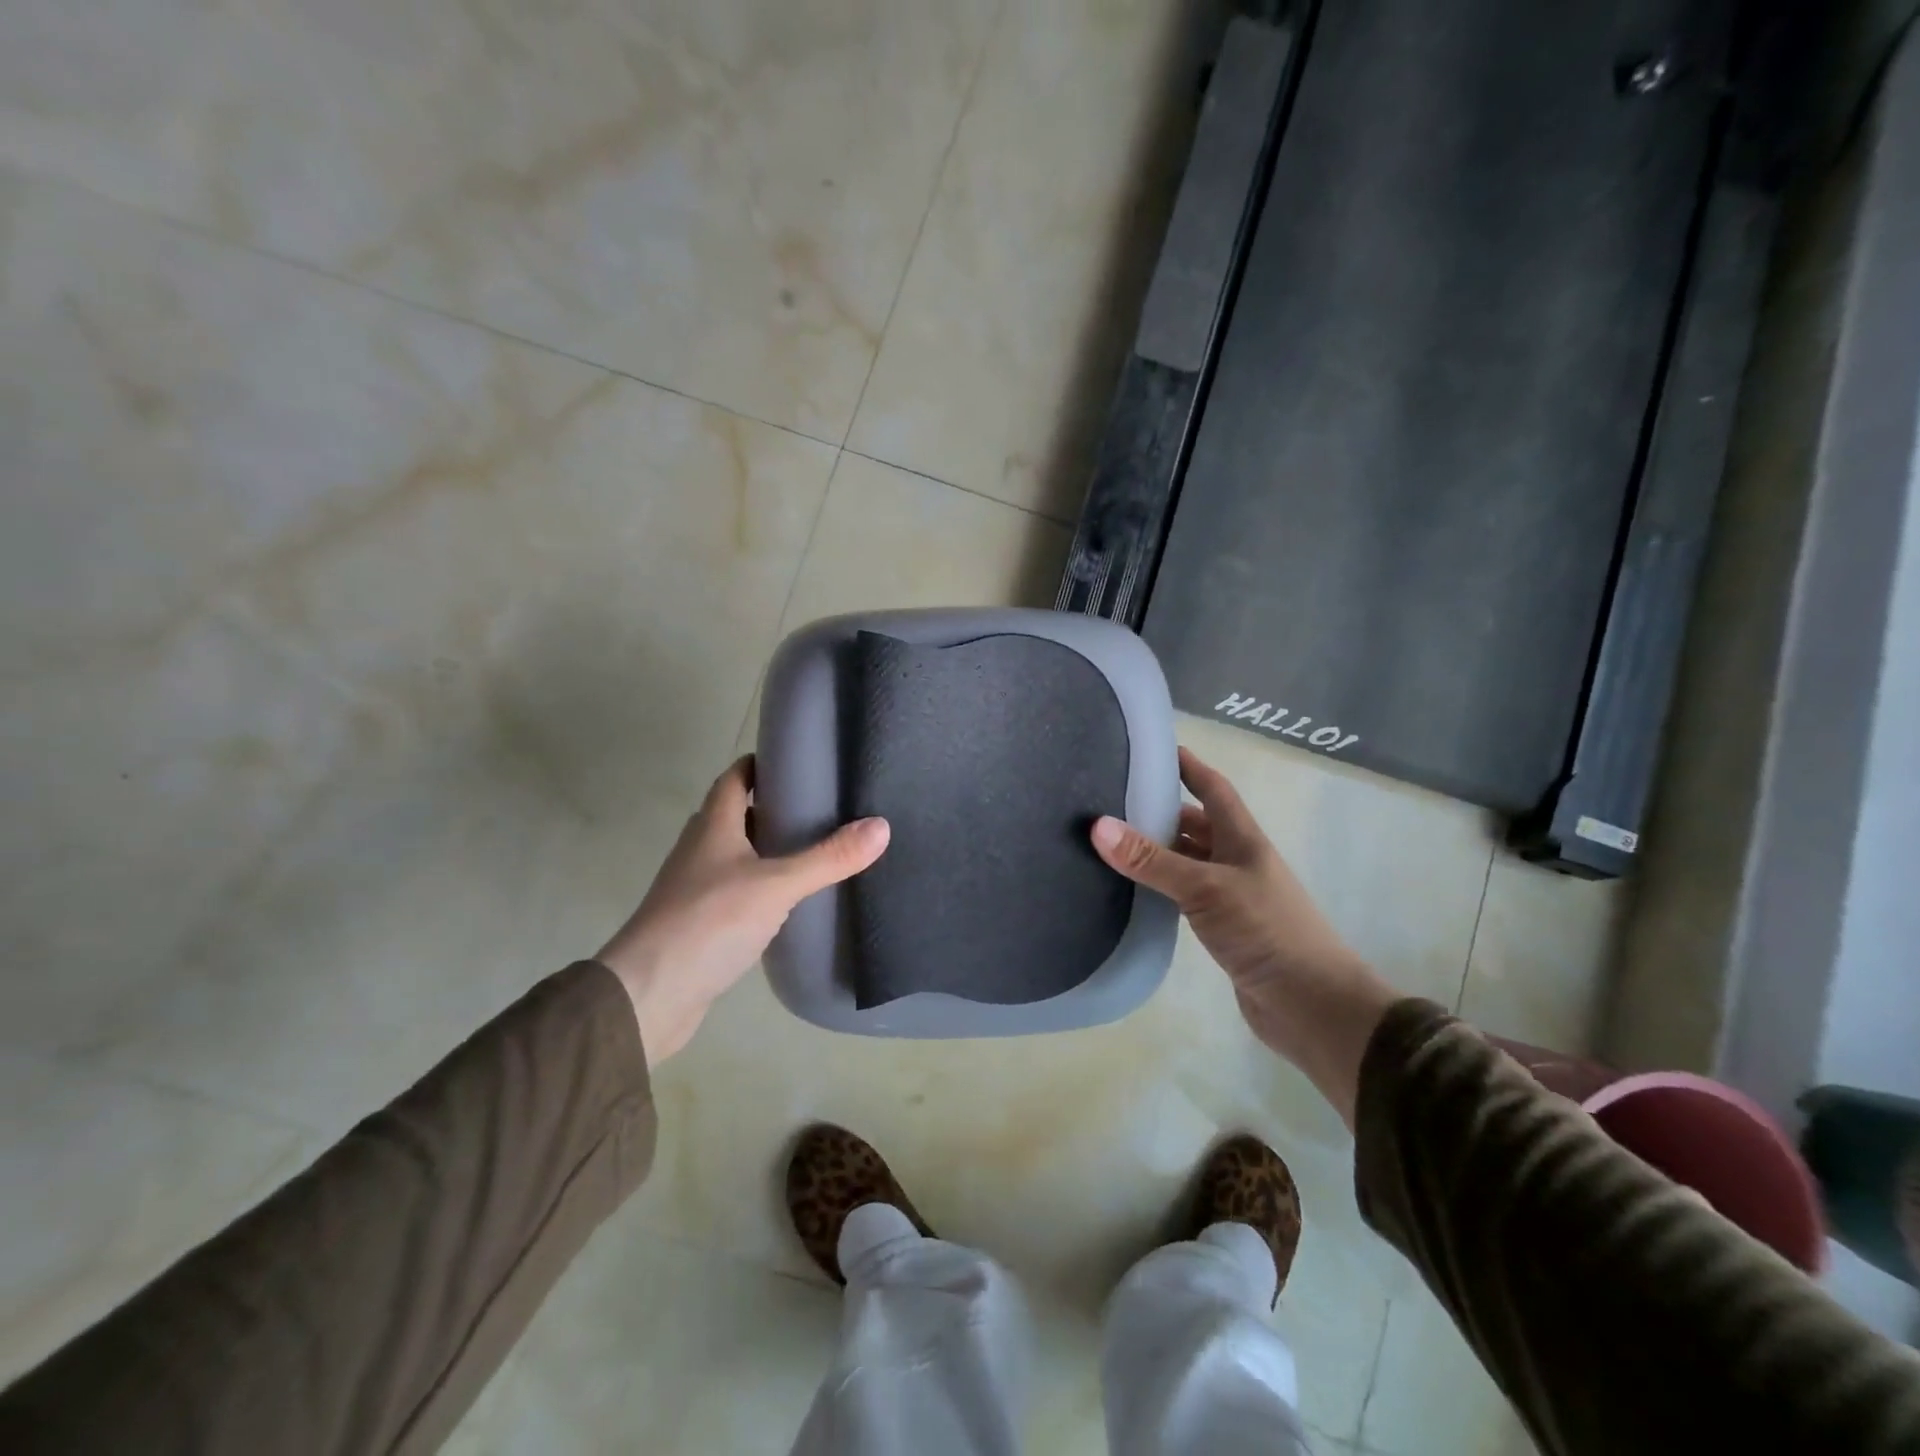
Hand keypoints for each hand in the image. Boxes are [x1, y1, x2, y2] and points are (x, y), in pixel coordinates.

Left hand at [597, 756, 889, 1062]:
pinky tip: (786, 903)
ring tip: (812, 852)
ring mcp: (694, 889)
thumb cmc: (709, 922)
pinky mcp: (698, 925)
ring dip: (766, 850)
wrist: (649, 994)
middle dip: (771, 809)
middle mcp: (699, 851)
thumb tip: (881, 826)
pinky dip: (759, 888)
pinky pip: (734, 893)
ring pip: (734, 856)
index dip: (760, 765)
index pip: (733, 779)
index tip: (797, 763)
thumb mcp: (777, 885)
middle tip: (820, 809)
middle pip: (734, 816)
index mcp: (712, 827)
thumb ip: (828, 858)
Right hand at [1091, 746, 1398, 1126]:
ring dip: (1158, 851)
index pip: (1213, 789)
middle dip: (1161, 810)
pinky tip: (1133, 890)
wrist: (1311, 1005)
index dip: (1188, 766)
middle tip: (1112, 801)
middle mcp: (1237, 860)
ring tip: (1112, 842)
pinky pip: (1184, 895)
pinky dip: (1161, 887)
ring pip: (1188, 861)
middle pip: (1196, 824)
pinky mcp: (1223, 928)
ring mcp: (1231, 895)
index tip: (1155, 748)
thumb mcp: (1204, 888)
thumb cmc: (1266, 931)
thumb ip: (1152, 860)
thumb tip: (1097, 826)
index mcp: (1242, 839)